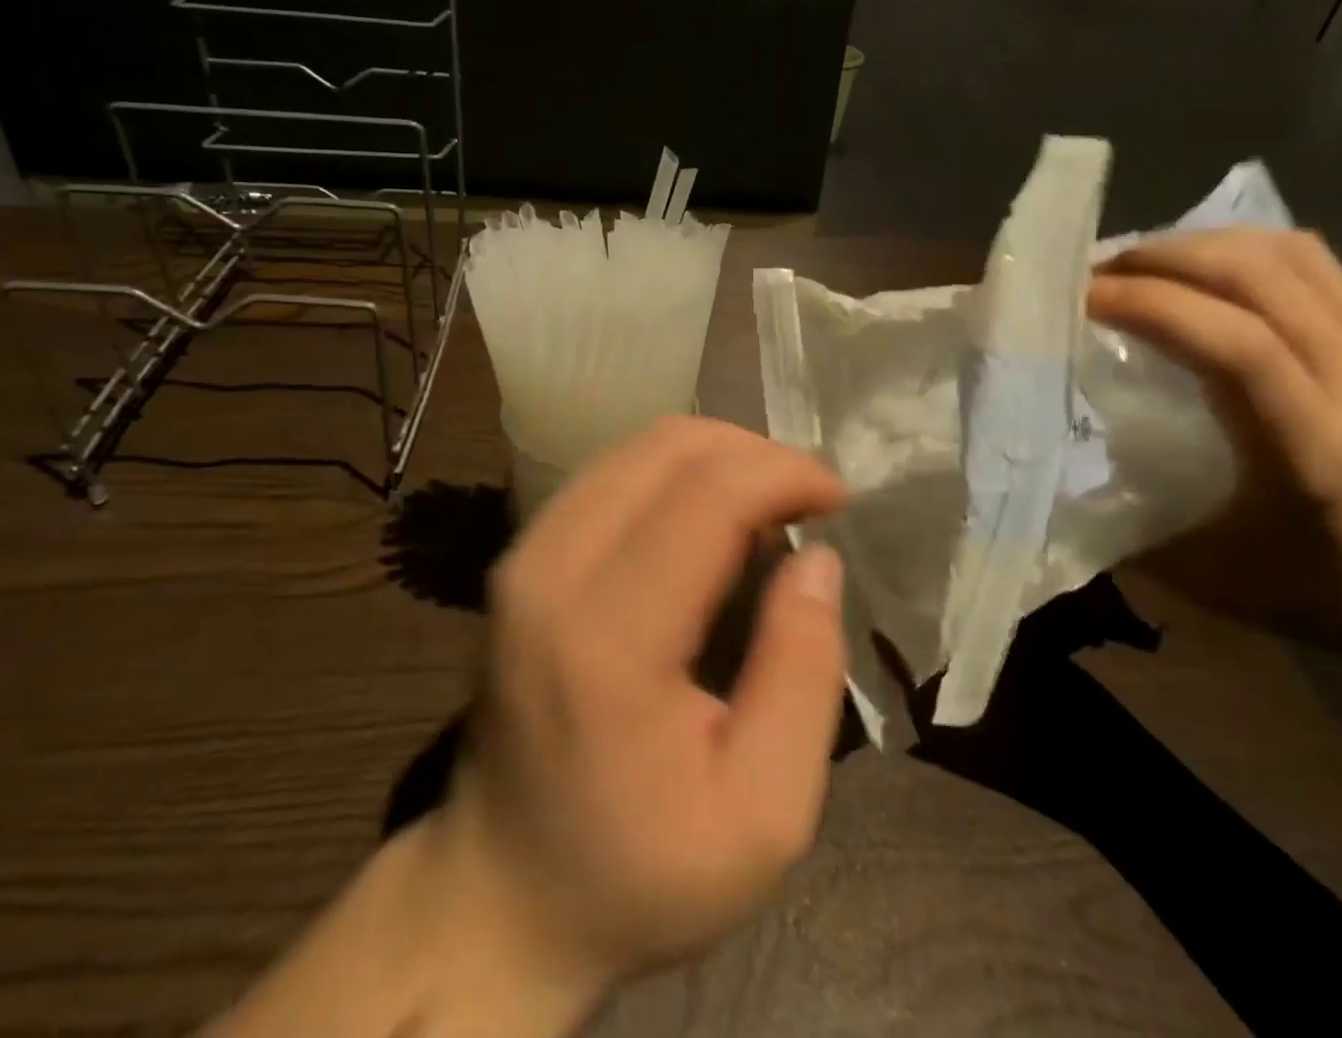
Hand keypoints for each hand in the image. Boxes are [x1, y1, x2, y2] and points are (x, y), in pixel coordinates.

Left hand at [435, 416, 847, 1017]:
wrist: (502, 894)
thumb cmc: (640, 870)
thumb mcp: (763, 812)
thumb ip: (804, 673)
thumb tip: (817, 558)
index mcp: (609, 636)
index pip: (707, 496)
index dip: (784, 473)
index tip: (839, 496)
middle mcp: (553, 569)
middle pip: (668, 447)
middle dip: (755, 452)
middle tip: (807, 498)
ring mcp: (526, 554)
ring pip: (637, 447)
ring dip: (717, 456)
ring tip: (767, 504)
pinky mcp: (522, 555)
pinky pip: (611, 473)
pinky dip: (675, 473)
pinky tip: (709, 517)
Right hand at [1087, 229, 1341, 653]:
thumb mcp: (1226, 586)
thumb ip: (1135, 539)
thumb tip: (1064, 497)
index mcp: (1314, 443)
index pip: (1233, 341)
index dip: (1150, 305)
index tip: (1078, 300)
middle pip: (1259, 275)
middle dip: (1163, 259)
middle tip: (1093, 275)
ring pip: (1290, 256)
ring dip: (1203, 246)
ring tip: (1141, 266)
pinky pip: (1315, 267)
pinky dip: (1246, 251)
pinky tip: (1206, 275)